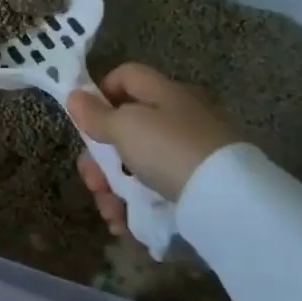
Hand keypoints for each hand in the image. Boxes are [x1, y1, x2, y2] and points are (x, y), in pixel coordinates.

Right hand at [66, 63, 233, 235]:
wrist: (227, 198)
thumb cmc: (168, 149)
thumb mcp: (125, 127)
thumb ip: (97, 115)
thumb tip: (74, 96)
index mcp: (162, 93)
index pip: (125, 76)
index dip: (100, 93)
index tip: (85, 122)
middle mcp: (175, 118)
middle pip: (124, 128)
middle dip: (99, 158)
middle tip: (93, 181)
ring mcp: (185, 152)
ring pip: (134, 164)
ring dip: (112, 187)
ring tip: (109, 212)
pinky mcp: (193, 184)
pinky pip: (153, 188)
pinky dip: (134, 204)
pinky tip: (124, 223)